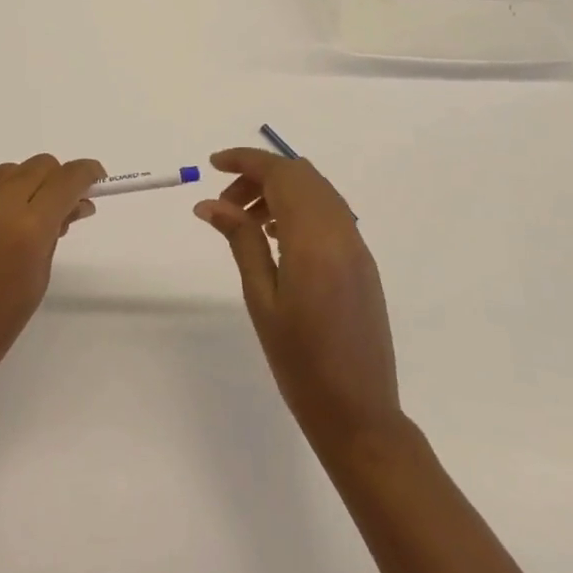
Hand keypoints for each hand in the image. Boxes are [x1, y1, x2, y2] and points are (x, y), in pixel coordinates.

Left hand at [0, 154, 104, 413]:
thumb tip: (75, 204)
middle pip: (38, 166)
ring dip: (23, 186)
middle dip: (56, 179)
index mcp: (28, 227)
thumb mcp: (38, 277)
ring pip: (7, 172)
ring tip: (21, 219)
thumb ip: (56, 232)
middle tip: (60, 205)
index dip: (86, 173)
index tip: (96, 178)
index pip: (66, 179)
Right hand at [194, 148, 401, 456]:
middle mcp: (342, 233)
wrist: (359, 413)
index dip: (246, 160)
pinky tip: (275, 236)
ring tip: (245, 220)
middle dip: (259, 174)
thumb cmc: (300, 362)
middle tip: (224, 201)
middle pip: (300, 175)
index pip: (281, 175)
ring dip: (280, 190)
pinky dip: (299, 208)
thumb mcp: (261, 299)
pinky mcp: (362, 263)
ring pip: (317, 191)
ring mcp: (357, 247)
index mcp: (314, 240)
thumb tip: (210, 203)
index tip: (213, 164)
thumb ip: (241, 241)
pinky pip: (330, 213)